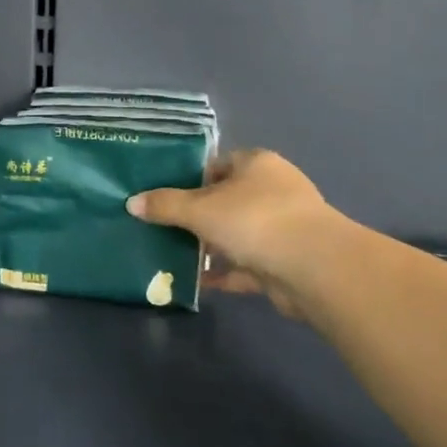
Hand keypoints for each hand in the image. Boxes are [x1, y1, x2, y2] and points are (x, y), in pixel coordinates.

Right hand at [127, 149, 352, 315]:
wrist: (314, 267)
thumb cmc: (254, 220)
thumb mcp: (200, 209)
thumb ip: (165, 206)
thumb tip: (132, 203)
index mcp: (256, 164)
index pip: (217, 164)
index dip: (189, 178)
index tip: (162, 196)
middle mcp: (273, 190)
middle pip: (226, 200)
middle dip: (196, 216)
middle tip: (162, 227)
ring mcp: (282, 227)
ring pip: (236, 233)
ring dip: (210, 246)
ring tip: (172, 255)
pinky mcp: (285, 261)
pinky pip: (246, 265)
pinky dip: (224, 272)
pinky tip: (197, 282)